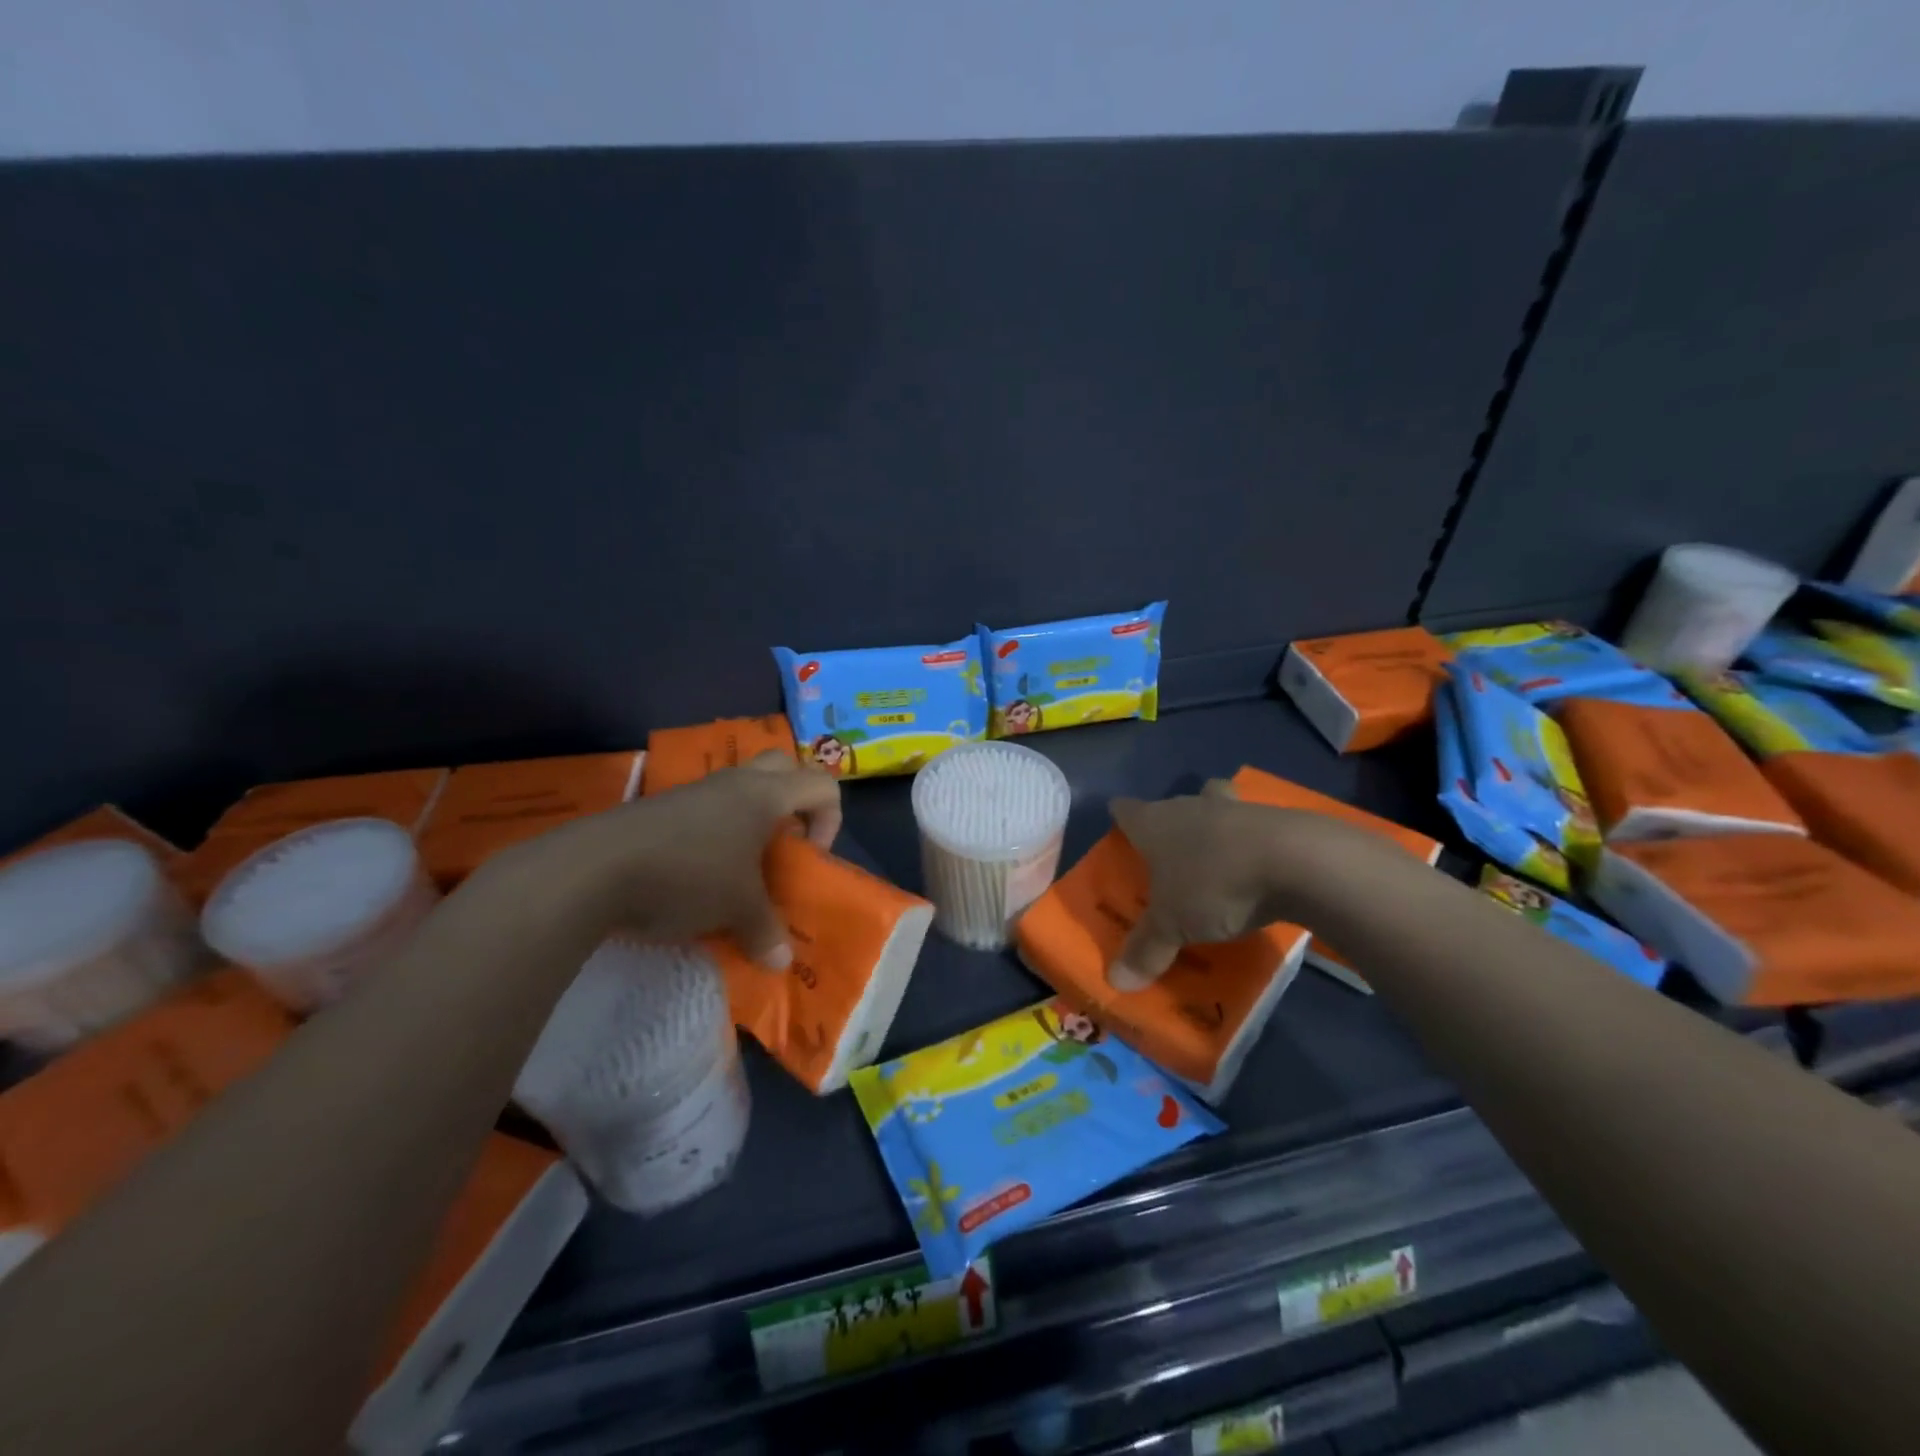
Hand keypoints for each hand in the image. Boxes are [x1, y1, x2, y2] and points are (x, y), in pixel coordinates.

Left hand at [483, 752, 840, 967]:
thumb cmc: (688, 876)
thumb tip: (781, 962)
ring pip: (740, 787)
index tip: (808, 858)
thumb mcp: (736, 909)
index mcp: (764, 795)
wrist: (594, 868)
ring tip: (741, 865)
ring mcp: (694, 791)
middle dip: (795, 801)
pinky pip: (705, 807)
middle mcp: (734, 783)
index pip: (822, 785)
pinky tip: (699, 873)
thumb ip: (766, 931)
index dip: (829, 820)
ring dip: (752, 818)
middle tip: (784, 843)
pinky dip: (716, 831)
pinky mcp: (661, 807)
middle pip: (783, 768)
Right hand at [1105, 779, 1391, 989]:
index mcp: (1155, 823)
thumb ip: (1146, 949)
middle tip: (1171, 850)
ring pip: (1217, 805)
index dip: (1120, 817)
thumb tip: (1116, 982)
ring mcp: (1235, 810)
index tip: (1120, 828)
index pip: (1126, 810)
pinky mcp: (1277, 820)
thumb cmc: (1214, 885)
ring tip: (1218, 856)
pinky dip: (1252, 843)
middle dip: (1172, 821)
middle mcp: (1190, 807)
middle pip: (1174, 804)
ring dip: (1215, 824)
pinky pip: (1255, 828)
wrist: (1297, 862)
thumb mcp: (1173, 925)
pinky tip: (1258, 869)